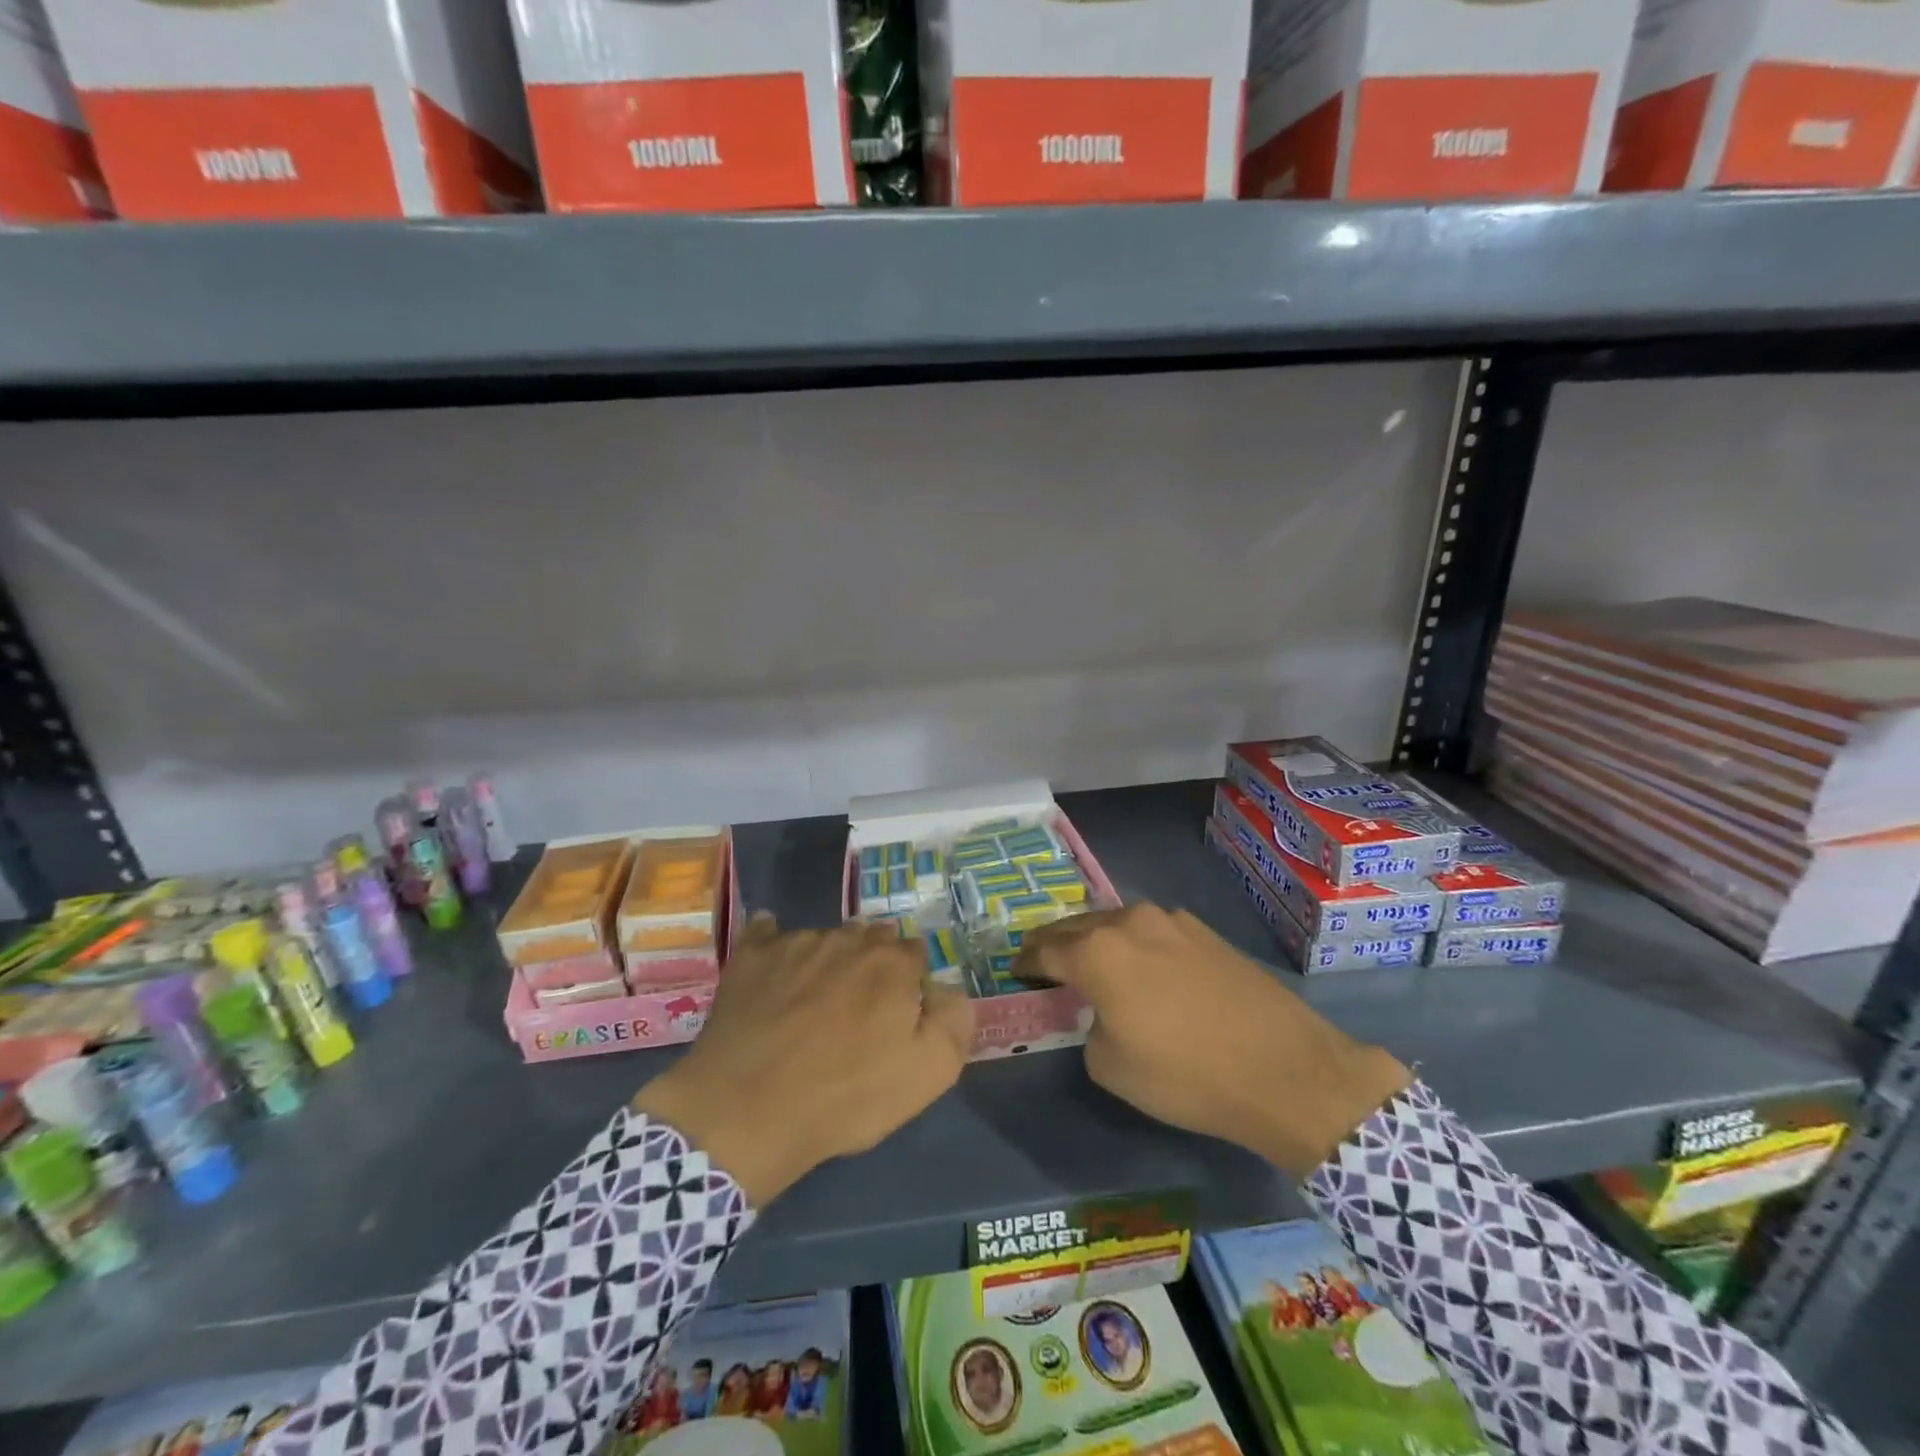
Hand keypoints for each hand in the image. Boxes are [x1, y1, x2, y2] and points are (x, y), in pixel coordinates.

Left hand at [633, 915, 972, 1203]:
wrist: (748, 1111)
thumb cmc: (846, 1095)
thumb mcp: (928, 1073)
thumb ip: (953, 1020)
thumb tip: (945, 989)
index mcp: (893, 962)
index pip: (913, 953)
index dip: (909, 984)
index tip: (898, 1015)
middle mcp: (848, 938)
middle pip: (870, 939)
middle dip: (871, 965)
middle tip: (859, 1009)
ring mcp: (795, 941)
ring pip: (824, 939)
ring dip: (828, 960)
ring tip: (814, 1002)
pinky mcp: (751, 955)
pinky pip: (768, 932)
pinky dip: (775, 944)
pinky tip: (772, 965)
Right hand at [1016, 904, 1409, 1177]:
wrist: (1286, 1069)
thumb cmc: (1188, 1075)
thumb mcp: (1112, 1066)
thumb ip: (1089, 1027)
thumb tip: (1102, 1011)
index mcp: (1098, 951)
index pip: (1044, 949)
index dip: (1025, 963)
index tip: (1016, 973)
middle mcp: (1129, 922)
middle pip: (1075, 927)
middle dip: (1054, 944)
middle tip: (1042, 963)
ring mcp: (1171, 921)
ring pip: (1114, 923)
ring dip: (1095, 940)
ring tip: (1089, 963)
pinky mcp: (1203, 931)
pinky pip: (1150, 931)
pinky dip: (1131, 944)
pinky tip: (1141, 968)